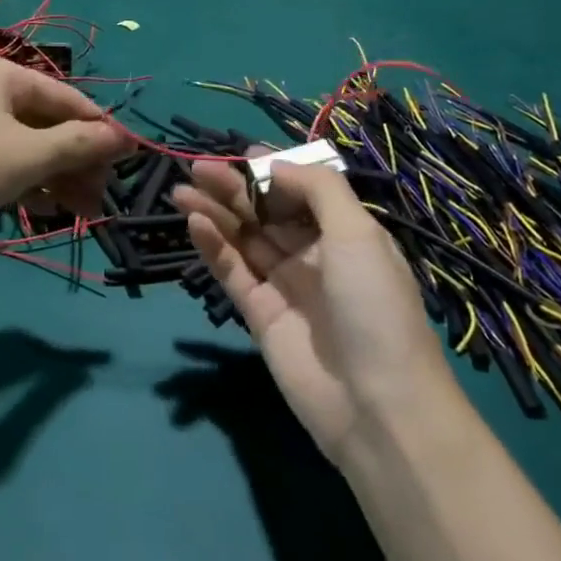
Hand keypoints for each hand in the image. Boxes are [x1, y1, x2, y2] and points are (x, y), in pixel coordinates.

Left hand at [0, 54, 131, 250]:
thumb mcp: (28, 157)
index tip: (131, 162)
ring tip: (80, 210)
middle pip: (47, 123)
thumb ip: (79, 145)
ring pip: (25, 144)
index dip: (102, 131)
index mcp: (3, 73)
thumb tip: (125, 138)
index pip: (68, 99)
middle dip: (77, 161)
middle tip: (101, 198)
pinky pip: (0, 157)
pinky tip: (42, 207)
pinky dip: (24, 179)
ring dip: (55, 175)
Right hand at [173, 158, 448, 466]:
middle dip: (234, 188)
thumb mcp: (359, 233)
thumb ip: (318, 189)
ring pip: (244, 239)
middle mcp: (315, 256)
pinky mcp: (259, 315)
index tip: (241, 155)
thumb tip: (274, 166)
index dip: (271, 173)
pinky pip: (233, 272)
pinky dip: (214, 246)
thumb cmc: (374, 305)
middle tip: (197, 168)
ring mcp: (285, 286)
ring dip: (215, 212)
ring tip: (182, 189)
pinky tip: (195, 222)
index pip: (301, 193)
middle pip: (266, 213)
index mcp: (346, 235)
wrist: (377, 405)